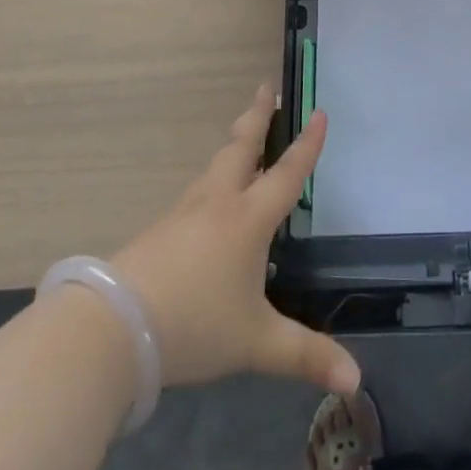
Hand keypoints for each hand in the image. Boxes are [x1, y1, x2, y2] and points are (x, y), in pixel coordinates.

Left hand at [110, 85, 359, 395]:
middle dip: (259, 116)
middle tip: (267, 88)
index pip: (287, 173)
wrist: (113, 326)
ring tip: (243, 137)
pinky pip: (196, 192)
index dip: (307, 144)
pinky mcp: (159, 230)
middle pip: (242, 147)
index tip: (319, 112)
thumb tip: (357, 381)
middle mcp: (218, 203)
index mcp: (248, 219)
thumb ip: (306, 356)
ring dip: (234, 144)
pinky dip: (212, 178)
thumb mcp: (257, 343)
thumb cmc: (194, 324)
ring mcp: (184, 213)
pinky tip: (208, 198)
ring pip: (215, 167)